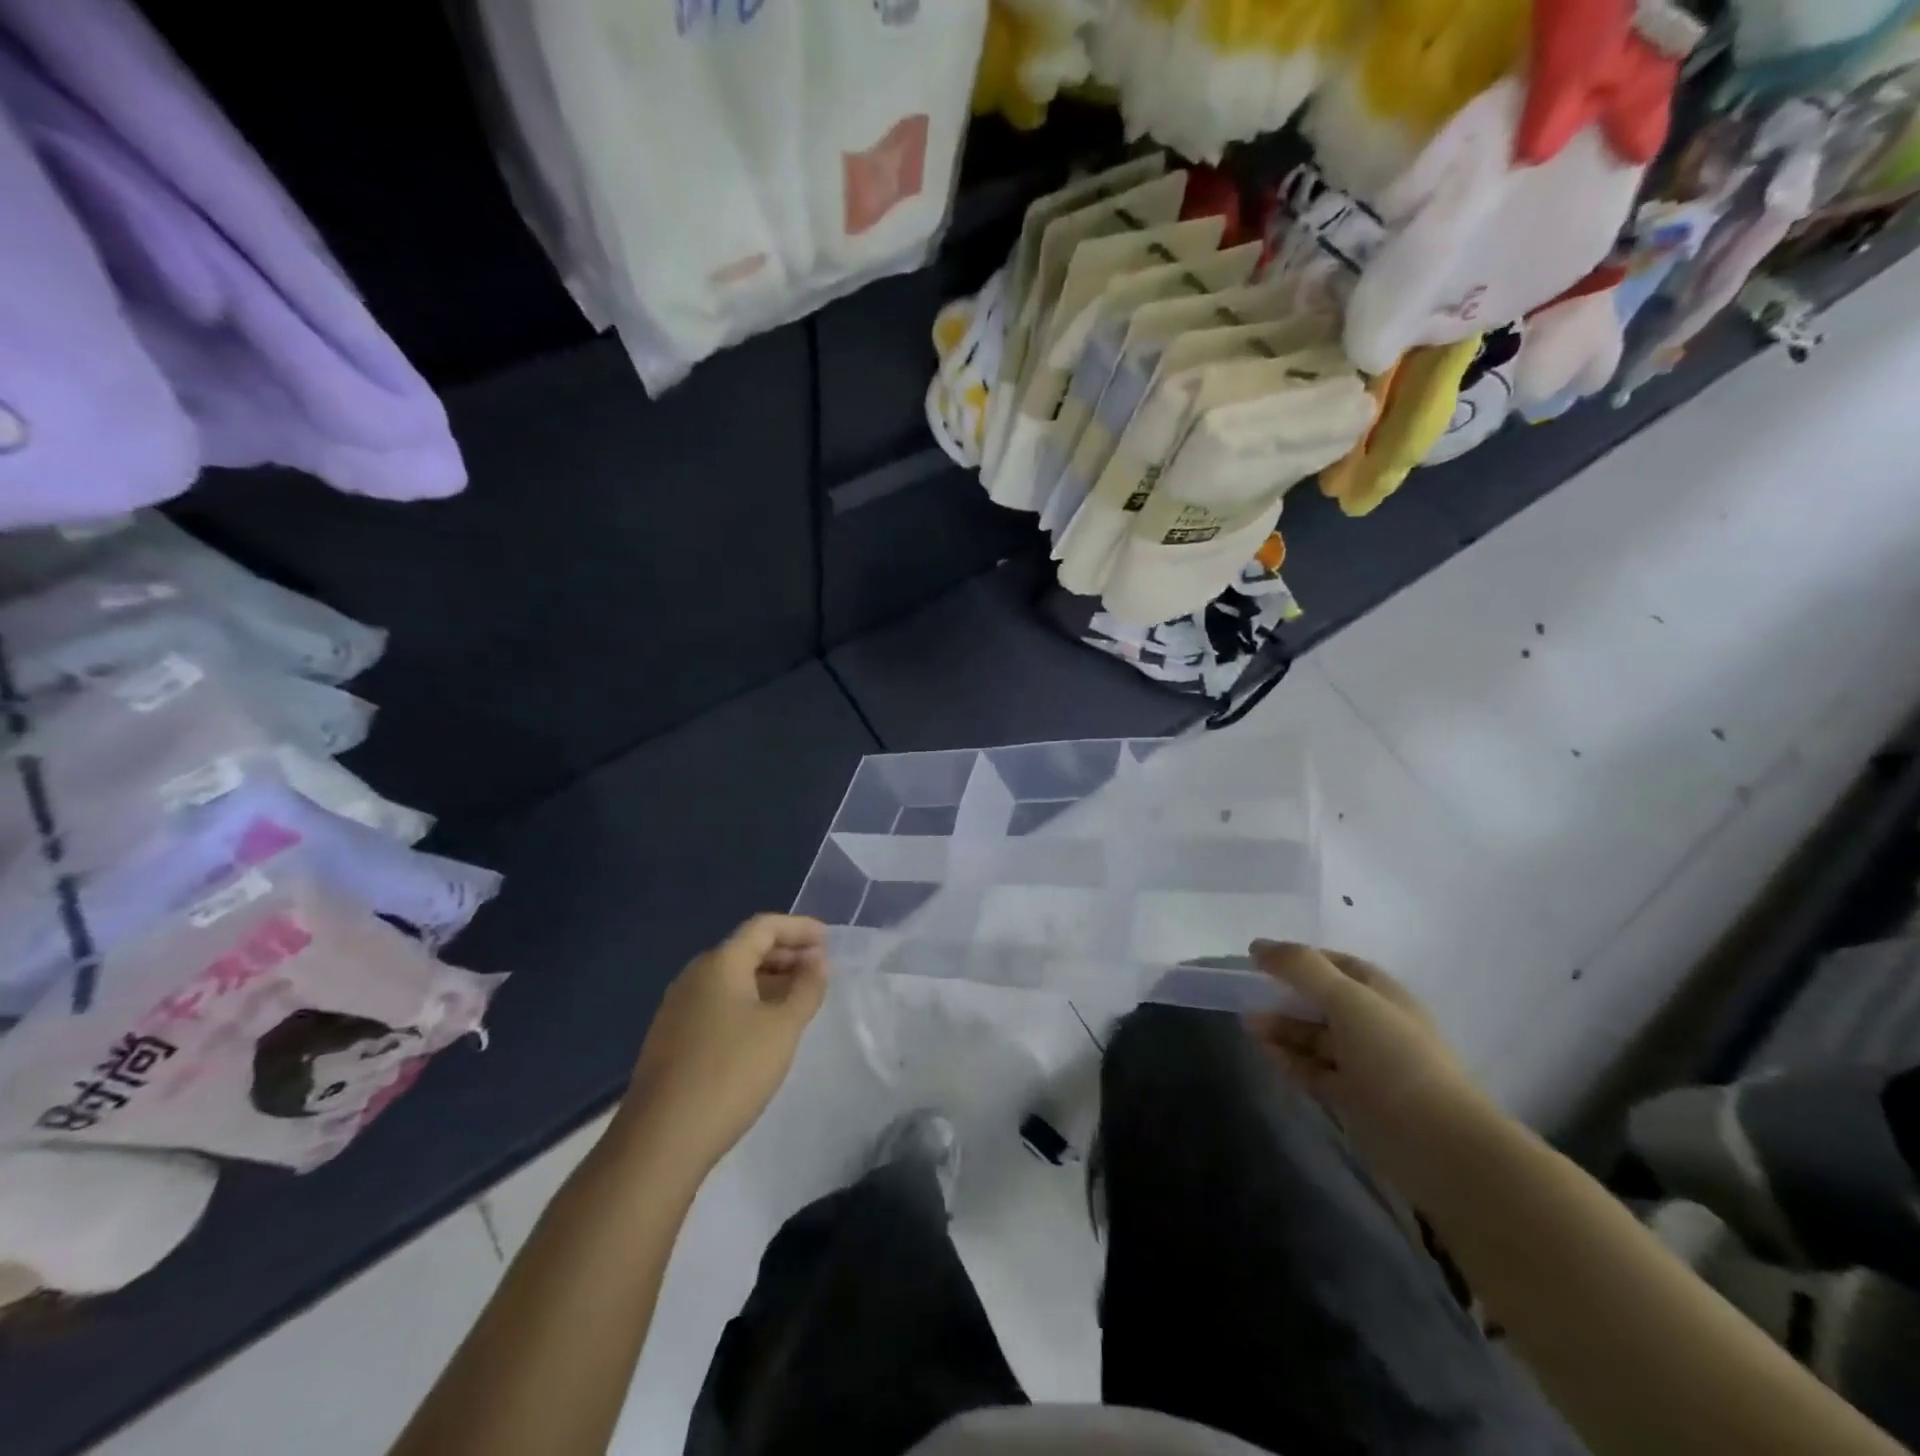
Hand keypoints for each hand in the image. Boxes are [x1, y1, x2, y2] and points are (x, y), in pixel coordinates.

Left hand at [616, 915, 828, 1174]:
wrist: (661, 1140)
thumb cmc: (731, 1072)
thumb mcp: (783, 1028)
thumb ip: (806, 989)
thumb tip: (818, 962)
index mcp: (720, 963)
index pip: (763, 926)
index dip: (799, 927)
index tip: (828, 939)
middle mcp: (695, 975)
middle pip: (746, 949)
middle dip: (786, 953)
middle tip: (820, 970)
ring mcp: (679, 1007)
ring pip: (732, 978)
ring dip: (769, 979)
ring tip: (800, 997)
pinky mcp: (673, 1037)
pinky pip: (719, 1002)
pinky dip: (749, 1001)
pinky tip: (766, 1027)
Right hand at [1246, 940, 1502, 1203]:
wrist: (1439, 1146)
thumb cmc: (1394, 1058)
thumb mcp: (1347, 999)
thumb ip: (1301, 968)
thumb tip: (1258, 946)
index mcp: (1384, 996)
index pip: (1340, 966)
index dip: (1304, 959)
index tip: (1263, 960)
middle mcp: (1376, 1027)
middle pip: (1324, 1003)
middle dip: (1286, 997)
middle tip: (1247, 998)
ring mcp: (1367, 1067)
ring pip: (1317, 1040)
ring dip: (1283, 1030)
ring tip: (1248, 1027)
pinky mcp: (1356, 1102)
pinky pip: (1316, 1073)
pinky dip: (1291, 1062)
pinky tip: (1267, 1056)